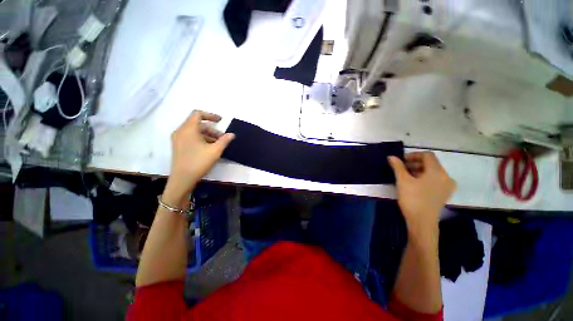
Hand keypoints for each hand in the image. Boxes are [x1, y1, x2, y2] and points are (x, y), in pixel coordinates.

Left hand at [163, 110, 234, 205]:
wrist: (182, 179)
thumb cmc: (199, 162)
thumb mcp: (215, 151)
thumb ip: (224, 140)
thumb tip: (231, 134)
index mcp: (188, 129)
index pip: (198, 114)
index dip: (211, 115)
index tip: (221, 121)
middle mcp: (181, 131)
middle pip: (198, 124)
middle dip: (212, 129)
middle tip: (222, 138)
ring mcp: (178, 139)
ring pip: (195, 131)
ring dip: (208, 135)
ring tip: (218, 144)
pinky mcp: (179, 146)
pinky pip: (191, 137)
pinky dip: (201, 139)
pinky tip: (209, 148)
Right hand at [388, 152, 455, 240]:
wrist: (422, 222)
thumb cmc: (412, 199)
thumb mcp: (402, 181)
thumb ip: (397, 166)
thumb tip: (391, 156)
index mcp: (438, 172)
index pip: (427, 155)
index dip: (413, 155)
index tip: (401, 161)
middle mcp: (446, 177)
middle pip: (430, 163)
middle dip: (415, 163)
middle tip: (401, 168)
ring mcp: (447, 186)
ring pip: (432, 172)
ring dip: (418, 170)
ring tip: (405, 176)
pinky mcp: (444, 194)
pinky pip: (435, 180)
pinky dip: (424, 178)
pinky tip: (414, 184)